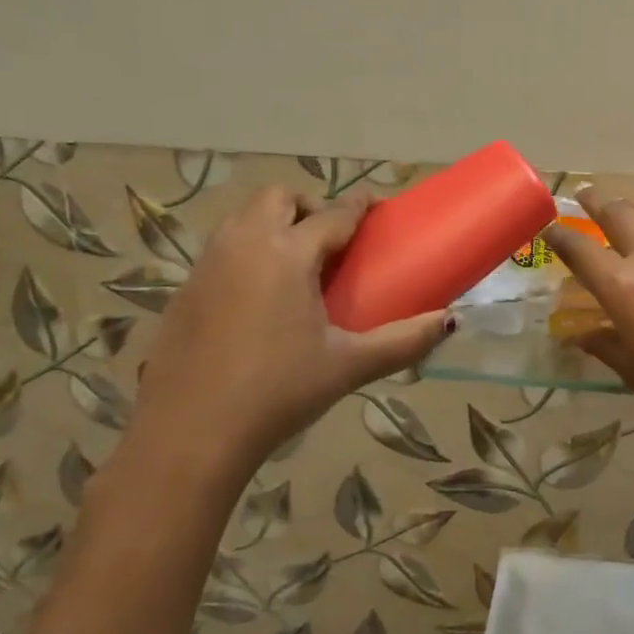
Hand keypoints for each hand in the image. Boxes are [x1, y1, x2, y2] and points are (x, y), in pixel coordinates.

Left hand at [129, 187, 450, 485]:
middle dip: (310, 206)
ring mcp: (207, 266)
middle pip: (278, 198)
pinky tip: (261, 298)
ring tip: (299, 265)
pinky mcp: (184, 291)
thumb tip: (449, 321)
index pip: (331, 215)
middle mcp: (243, 245)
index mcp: (286, 254)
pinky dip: (248, 251)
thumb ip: (403, 341)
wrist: (189, 436)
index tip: (377, 206)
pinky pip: (223, 249)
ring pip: (243, 218)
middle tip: (332, 241)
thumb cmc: (278, 393)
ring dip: (275, 224)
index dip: (358, 207)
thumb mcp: (348, 366)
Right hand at [546, 189, 633, 456]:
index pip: (579, 249)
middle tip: (583, 196)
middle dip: (595, 201)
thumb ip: (603, 343)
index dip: (559, 235)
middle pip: (617, 212)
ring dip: (631, 205)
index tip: (549, 227)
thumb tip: (579, 333)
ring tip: (623, 209)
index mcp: (623, 288)